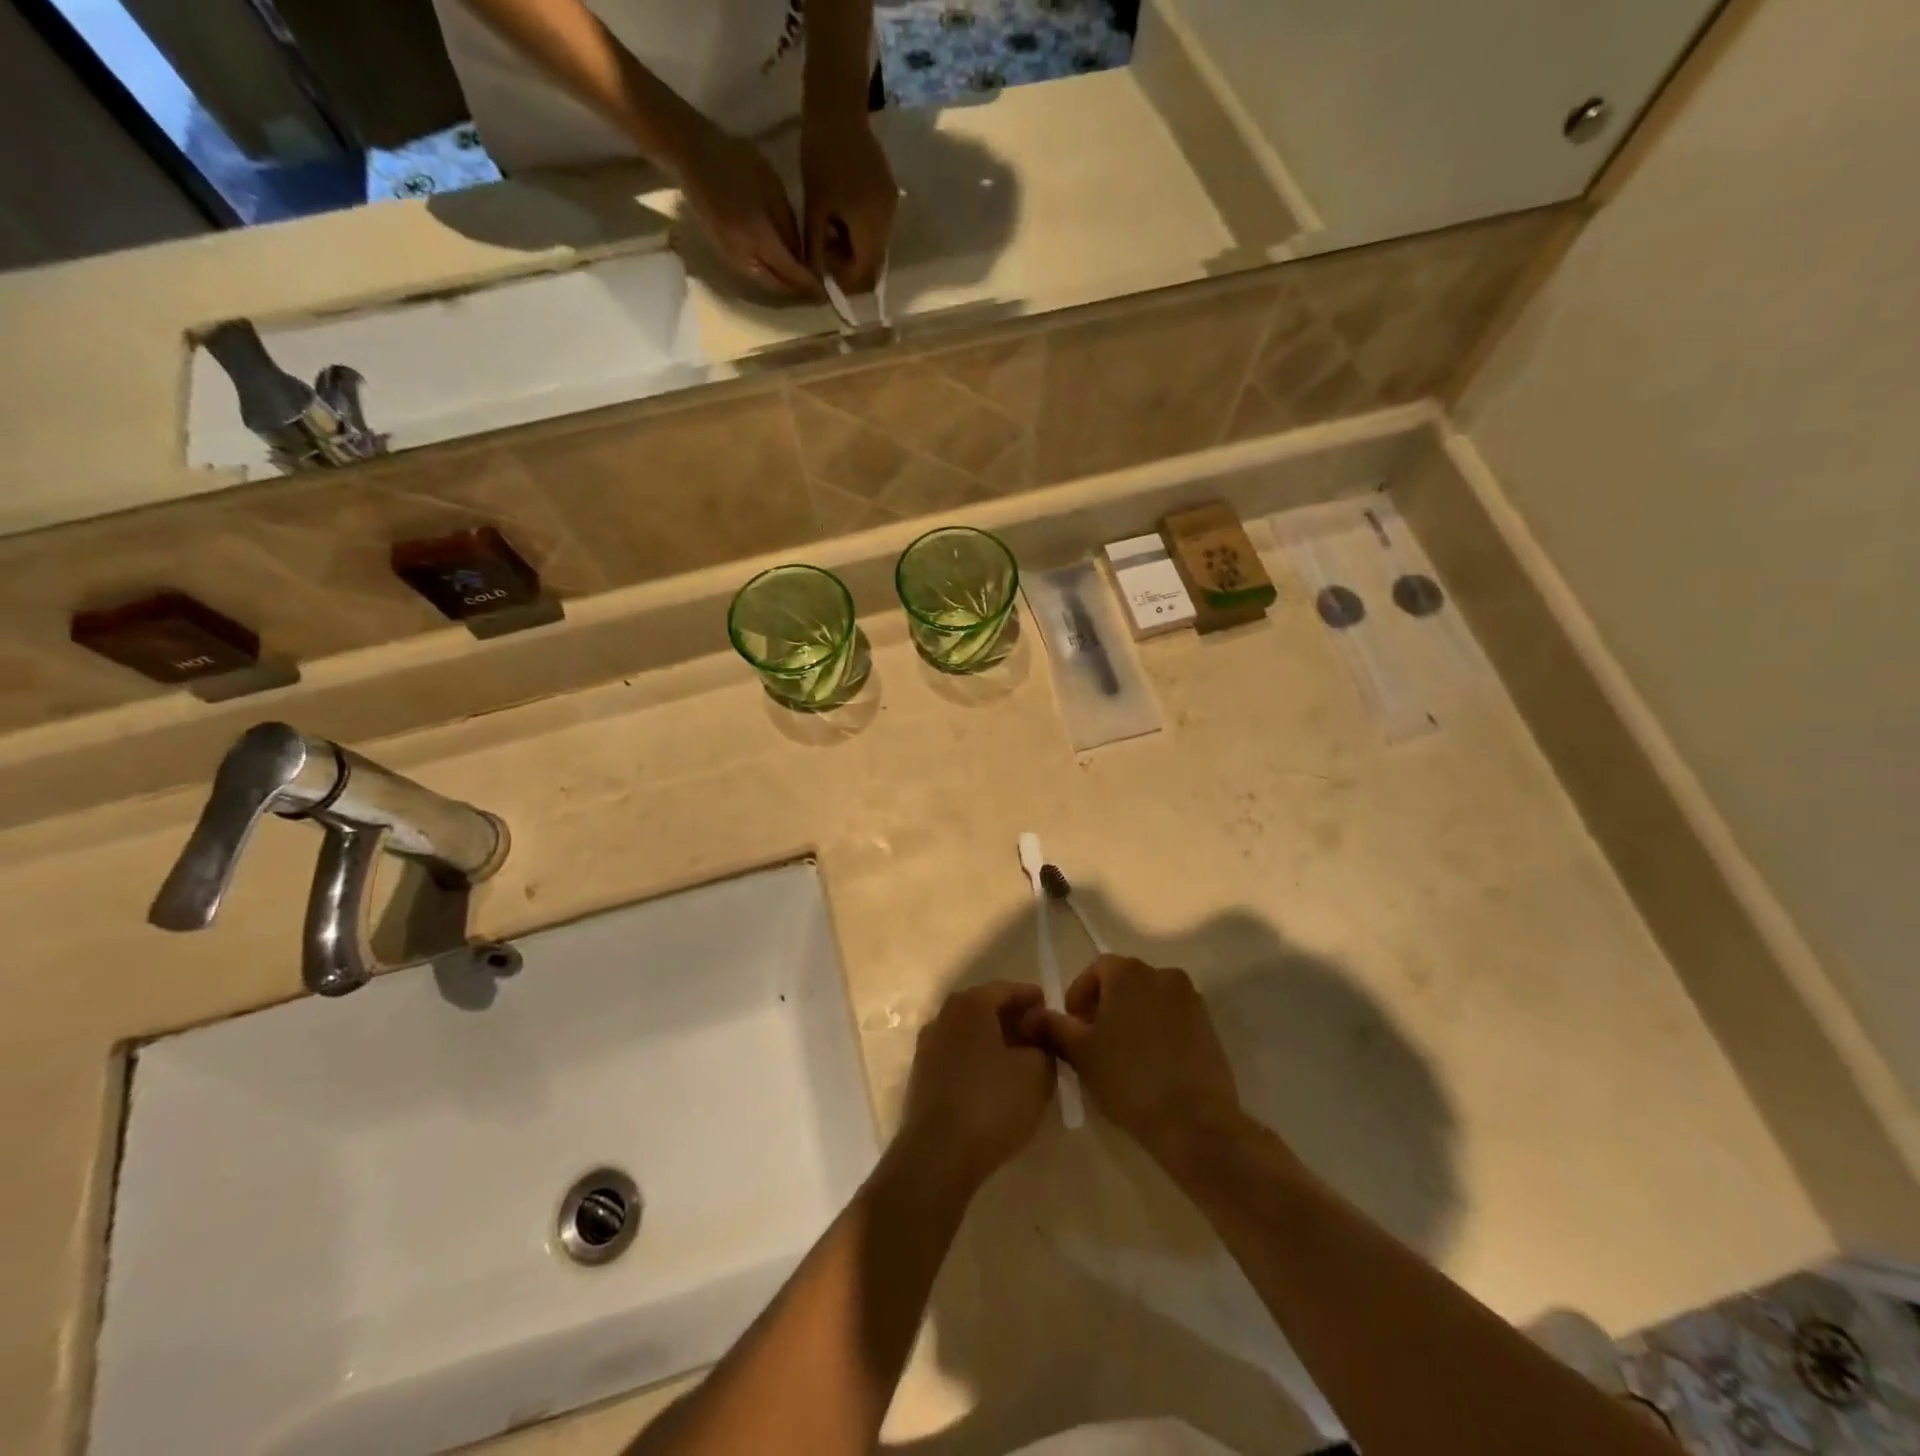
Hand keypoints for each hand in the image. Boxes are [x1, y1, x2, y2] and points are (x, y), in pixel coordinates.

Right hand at [673, 124, 819, 296]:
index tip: (829, 290)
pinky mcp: (726, 256)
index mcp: (758, 237)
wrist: (690, 155)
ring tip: (806, 285)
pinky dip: (772, 279)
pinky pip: (755, 277)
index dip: (811, 284)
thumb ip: (789, 228)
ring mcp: (732, 259)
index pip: (791, 272)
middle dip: (800, 292)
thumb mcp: (772, 188)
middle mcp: (745, 257)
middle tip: (820, 292)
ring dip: (786, 289)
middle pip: (779, 287)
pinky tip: (784, 273)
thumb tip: (803, 258)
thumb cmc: (734, 161)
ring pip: (767, 285)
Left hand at [801, 111, 897, 291]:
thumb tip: (818, 280)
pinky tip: (842, 215)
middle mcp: (888, 224)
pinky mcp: (890, 195)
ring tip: (831, 229)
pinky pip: (877, 228)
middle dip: (849, 265)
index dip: (843, 280)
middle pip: (872, 265)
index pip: (863, 275)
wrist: (838, 109)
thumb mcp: (814, 209)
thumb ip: (817, 249)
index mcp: (870, 228)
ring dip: (854, 249)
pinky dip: (860, 232)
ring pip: (875, 248)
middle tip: (824, 248)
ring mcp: (892, 209)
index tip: (823, 268)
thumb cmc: (821, 158)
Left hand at [896, 983, 1054, 1191]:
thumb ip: (1044, 1046)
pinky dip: (979, 1060)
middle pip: (986, 1009)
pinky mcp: (922, 1077)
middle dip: (1014, 1020)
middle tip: (1040, 1036)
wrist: (937, 1155)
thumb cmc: (992, 1103)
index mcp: (971, 1005)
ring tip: (1022, 1061)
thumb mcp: (1037, 1073)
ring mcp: (929, 1047)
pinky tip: (996, 1082)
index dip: (1033, 999)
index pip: (1008, 990)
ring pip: (971, 1034)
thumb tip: (1038, 1037)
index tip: (1052, 1010)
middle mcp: (945, 1016)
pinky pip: (958, 1056)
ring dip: (995, 1042)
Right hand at [1022, 955, 1242, 1165]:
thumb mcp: (1080, 1053)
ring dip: (1132, 1017)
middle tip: (1093, 1042)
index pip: (1096, 969)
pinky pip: (1173, 1018)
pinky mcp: (1209, 1026)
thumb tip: (1032, 1014)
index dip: (1079, 995)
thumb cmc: (1128, 1079)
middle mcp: (1163, 975)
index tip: (1073, 1027)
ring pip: (1149, 1000)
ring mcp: (1191, 1000)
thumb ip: (1054, 1026)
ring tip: (1122, 1054)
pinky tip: (1150, 1064)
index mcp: (1130, 973)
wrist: (1194, 1122)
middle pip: (1124, 982)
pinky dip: (1158, 1030)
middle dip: (1105, 1006)